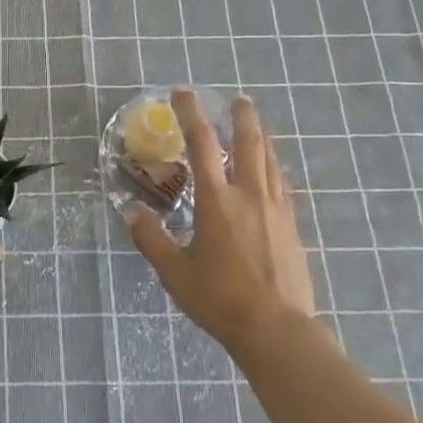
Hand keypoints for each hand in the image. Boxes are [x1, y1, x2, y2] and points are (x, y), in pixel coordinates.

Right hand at [128, 89, 317, 353]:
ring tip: (254, 125)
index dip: (190, 114)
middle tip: (237, 99)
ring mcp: (275, 209)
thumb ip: (151, 238)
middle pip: (248, 143)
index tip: (183, 94)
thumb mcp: (174, 272)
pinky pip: (280, 183)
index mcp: (217, 201)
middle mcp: (249, 195)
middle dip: (241, 117)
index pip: (201, 145)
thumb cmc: (220, 299)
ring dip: (260, 137)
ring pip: (269, 160)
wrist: (276, 329)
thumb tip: (131, 211)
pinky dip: (272, 166)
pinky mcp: (291, 225)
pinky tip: (270, 170)